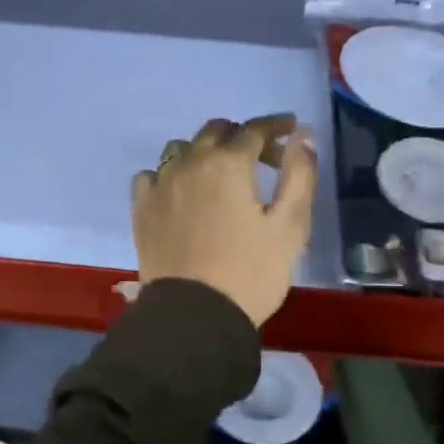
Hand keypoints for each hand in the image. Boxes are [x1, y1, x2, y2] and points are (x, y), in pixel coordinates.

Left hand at [130, 115, 318, 326]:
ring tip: (220, 175)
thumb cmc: (250, 273)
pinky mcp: (141, 208)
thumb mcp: (289, 227)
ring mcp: (160, 184)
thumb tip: (302, 137)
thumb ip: (298, 176)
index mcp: (227, 164)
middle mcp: (189, 163)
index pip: (254, 130)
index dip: (276, 126)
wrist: (195, 317)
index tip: (292, 129)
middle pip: (216, 131)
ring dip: (204, 151)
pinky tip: (180, 192)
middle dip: (243, 137)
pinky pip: (152, 175)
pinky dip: (170, 174)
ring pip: (181, 148)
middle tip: (264, 159)